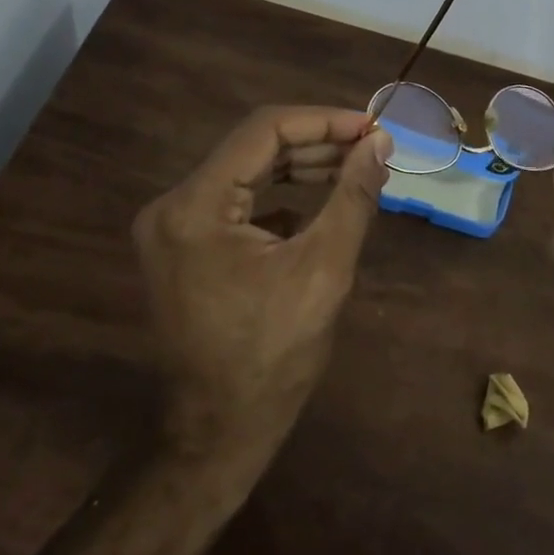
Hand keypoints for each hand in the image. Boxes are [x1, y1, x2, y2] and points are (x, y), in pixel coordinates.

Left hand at [132, 105, 393, 470]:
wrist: (219, 434)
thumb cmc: (273, 357)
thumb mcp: (324, 270)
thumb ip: (353, 196)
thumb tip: (381, 142)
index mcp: (195, 206)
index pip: (263, 131)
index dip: (323, 121)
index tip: (371, 126)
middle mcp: (172, 205)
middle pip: (252, 148)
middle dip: (316, 143)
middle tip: (370, 146)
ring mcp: (172, 226)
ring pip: (245, 171)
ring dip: (300, 166)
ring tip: (353, 167)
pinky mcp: (184, 245)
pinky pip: (236, 200)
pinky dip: (278, 195)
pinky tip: (318, 204)